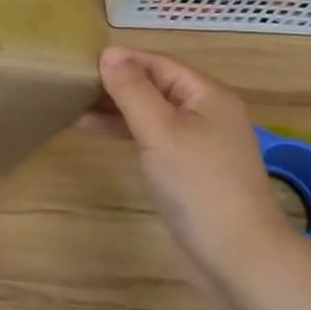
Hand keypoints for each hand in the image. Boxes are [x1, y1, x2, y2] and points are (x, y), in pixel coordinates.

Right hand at [96, 46, 300, 289]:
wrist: (237, 256)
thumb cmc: (197, 184)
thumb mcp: (160, 130)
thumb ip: (132, 90)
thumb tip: (109, 53)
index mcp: (208, 95)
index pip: (159, 63)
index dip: (123, 59)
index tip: (82, 62)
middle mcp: (208, 113)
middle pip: (157, 86)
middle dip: (118, 84)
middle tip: (74, 86)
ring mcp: (201, 143)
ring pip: (154, 113)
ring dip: (119, 109)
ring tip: (77, 110)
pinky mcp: (191, 170)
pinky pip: (156, 138)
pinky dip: (128, 133)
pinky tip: (101, 135)